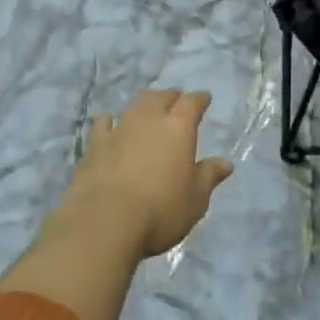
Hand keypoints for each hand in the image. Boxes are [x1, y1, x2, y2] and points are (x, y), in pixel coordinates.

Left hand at [62, 91, 232, 259]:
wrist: (105, 221)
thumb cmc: (161, 209)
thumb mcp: (196, 199)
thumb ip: (209, 176)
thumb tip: (225, 163)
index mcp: (178, 128)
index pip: (191, 103)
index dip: (199, 99)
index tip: (204, 99)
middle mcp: (148, 120)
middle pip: (160, 97)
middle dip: (171, 97)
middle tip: (176, 103)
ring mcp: (118, 130)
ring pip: (133, 106)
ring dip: (144, 106)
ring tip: (148, 111)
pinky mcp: (94, 146)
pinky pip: (104, 125)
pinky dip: (110, 123)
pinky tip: (110, 125)